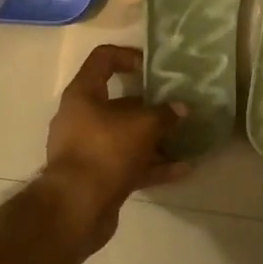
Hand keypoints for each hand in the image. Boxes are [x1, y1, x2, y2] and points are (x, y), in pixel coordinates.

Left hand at [39, 45, 189, 252]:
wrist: (76, 208)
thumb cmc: (106, 151)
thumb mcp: (142, 126)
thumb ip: (164, 114)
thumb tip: (180, 109)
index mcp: (83, 94)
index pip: (103, 59)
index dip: (128, 56)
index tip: (152, 68)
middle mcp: (81, 117)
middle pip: (118, 102)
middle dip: (150, 106)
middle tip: (175, 107)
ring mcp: (88, 149)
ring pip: (126, 136)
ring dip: (155, 139)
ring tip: (185, 139)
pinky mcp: (97, 176)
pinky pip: (129, 164)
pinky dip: (153, 165)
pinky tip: (182, 170)